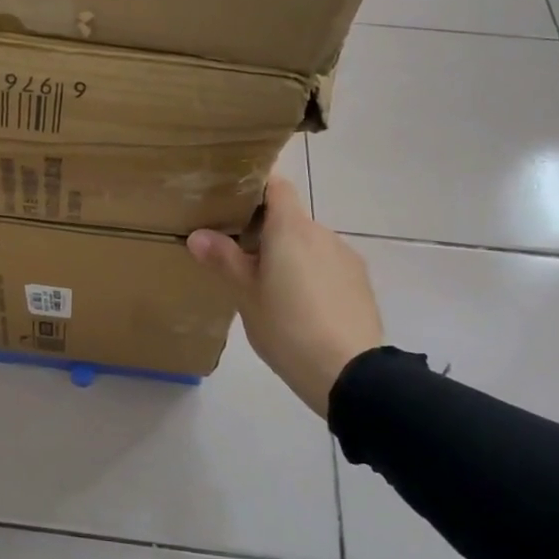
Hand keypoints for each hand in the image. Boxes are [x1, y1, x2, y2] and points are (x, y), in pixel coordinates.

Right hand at [187, 178, 383, 417]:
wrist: (349, 372)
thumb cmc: (287, 327)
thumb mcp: (246, 295)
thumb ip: (223, 259)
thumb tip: (198, 235)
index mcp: (291, 228)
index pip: (276, 185)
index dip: (254, 187)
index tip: (231, 203)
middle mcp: (322, 233)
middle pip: (290, 218)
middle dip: (266, 232)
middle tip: (239, 258)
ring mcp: (345, 257)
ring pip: (309, 244)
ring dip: (289, 256)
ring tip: (270, 290)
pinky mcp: (360, 282)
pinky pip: (327, 266)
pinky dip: (310, 275)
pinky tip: (300, 308)